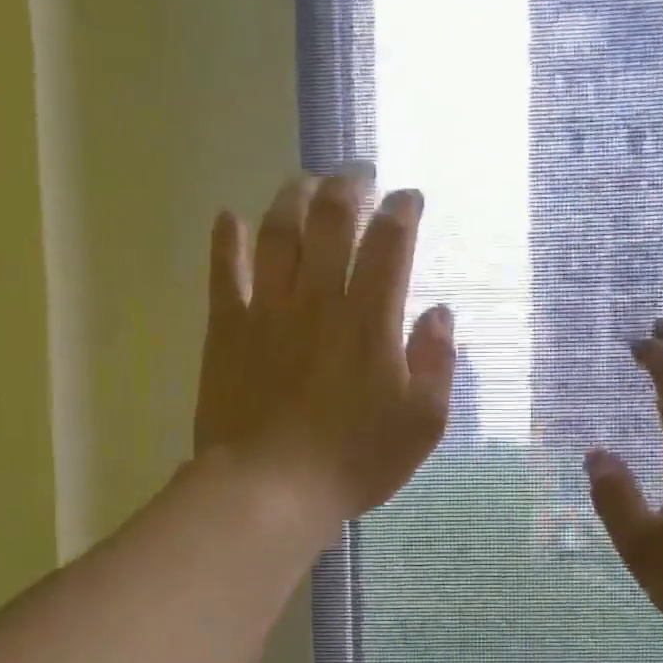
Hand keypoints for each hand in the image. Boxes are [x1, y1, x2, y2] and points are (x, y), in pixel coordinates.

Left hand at [194, 170, 455, 523]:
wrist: (271, 489)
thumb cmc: (354, 461)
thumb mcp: (421, 424)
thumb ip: (436, 363)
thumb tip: (438, 313)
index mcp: (370, 321)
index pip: (389, 245)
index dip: (402, 212)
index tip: (408, 199)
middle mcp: (319, 300)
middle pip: (332, 220)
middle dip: (349, 186)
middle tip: (358, 173)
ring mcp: (268, 310)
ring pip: (277, 232)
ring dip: (293, 197)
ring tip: (305, 182)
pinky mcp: (226, 329)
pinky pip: (224, 271)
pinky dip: (226, 239)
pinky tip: (230, 217)